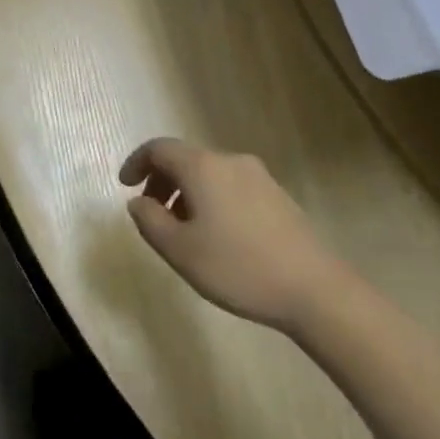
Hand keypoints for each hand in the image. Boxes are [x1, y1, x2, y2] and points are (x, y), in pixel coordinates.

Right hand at [120, 137, 350, 333]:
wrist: (314, 289)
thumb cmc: (237, 267)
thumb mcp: (179, 250)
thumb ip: (149, 220)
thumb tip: (139, 202)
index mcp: (204, 168)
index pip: (160, 148)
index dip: (136, 162)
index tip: (125, 186)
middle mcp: (231, 162)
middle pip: (185, 159)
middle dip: (161, 180)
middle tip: (150, 213)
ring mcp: (259, 177)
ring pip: (209, 174)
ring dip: (186, 193)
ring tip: (181, 230)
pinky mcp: (278, 196)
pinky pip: (231, 186)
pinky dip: (211, 199)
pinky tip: (215, 235)